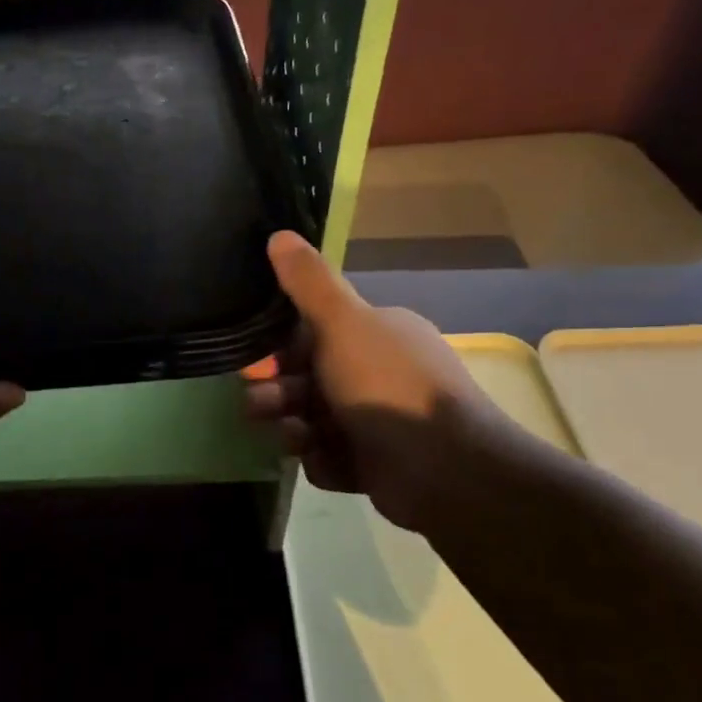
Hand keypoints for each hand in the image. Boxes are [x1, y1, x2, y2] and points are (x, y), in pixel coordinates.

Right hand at [244, 232, 511, 530]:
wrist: (444, 469)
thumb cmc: (387, 384)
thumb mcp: (343, 323)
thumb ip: (309, 282)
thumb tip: (279, 233)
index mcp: (375, 334)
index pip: (314, 333)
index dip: (280, 348)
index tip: (257, 362)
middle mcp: (375, 373)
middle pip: (305, 379)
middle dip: (278, 392)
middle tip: (262, 405)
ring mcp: (375, 422)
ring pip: (310, 420)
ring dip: (293, 428)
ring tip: (295, 437)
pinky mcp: (372, 465)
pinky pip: (327, 458)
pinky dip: (323, 461)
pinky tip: (330, 462)